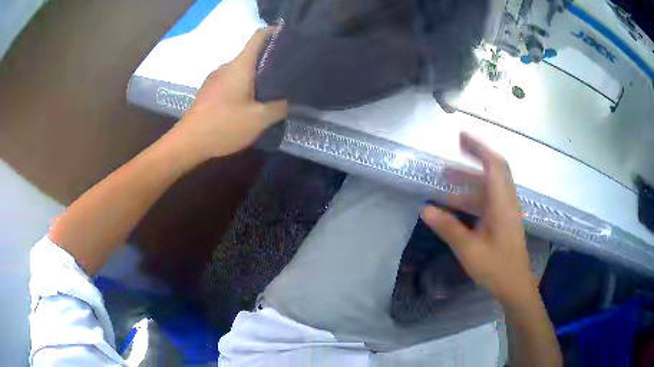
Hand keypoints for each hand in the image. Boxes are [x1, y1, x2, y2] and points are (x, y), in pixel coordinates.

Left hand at [174, 28, 287, 158]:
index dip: (274, 32)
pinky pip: (230, 81)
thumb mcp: (259, 120)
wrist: (188, 142)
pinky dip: (243, 86)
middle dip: (269, 60)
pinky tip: (249, 103)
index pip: (258, 37)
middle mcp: (226, 67)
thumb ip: (278, 107)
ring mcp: (214, 79)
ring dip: (255, 76)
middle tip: (287, 73)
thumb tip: (287, 101)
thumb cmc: (224, 125)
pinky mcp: (208, 92)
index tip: (290, 38)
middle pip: (251, 55)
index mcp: (240, 66)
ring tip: (270, 90)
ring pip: (240, 70)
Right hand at [422, 133, 535, 304]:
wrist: (515, 285)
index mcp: (502, 204)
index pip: (494, 165)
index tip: (461, 137)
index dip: (479, 147)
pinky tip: (456, 205)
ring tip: (447, 179)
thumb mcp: (469, 249)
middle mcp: (507, 202)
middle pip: (495, 169)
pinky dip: (473, 196)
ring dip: (471, 179)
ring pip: (490, 185)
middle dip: (475, 156)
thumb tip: (425, 209)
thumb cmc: (496, 268)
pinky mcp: (505, 220)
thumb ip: (448, 227)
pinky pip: (489, 199)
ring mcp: (507, 211)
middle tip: (455, 149)